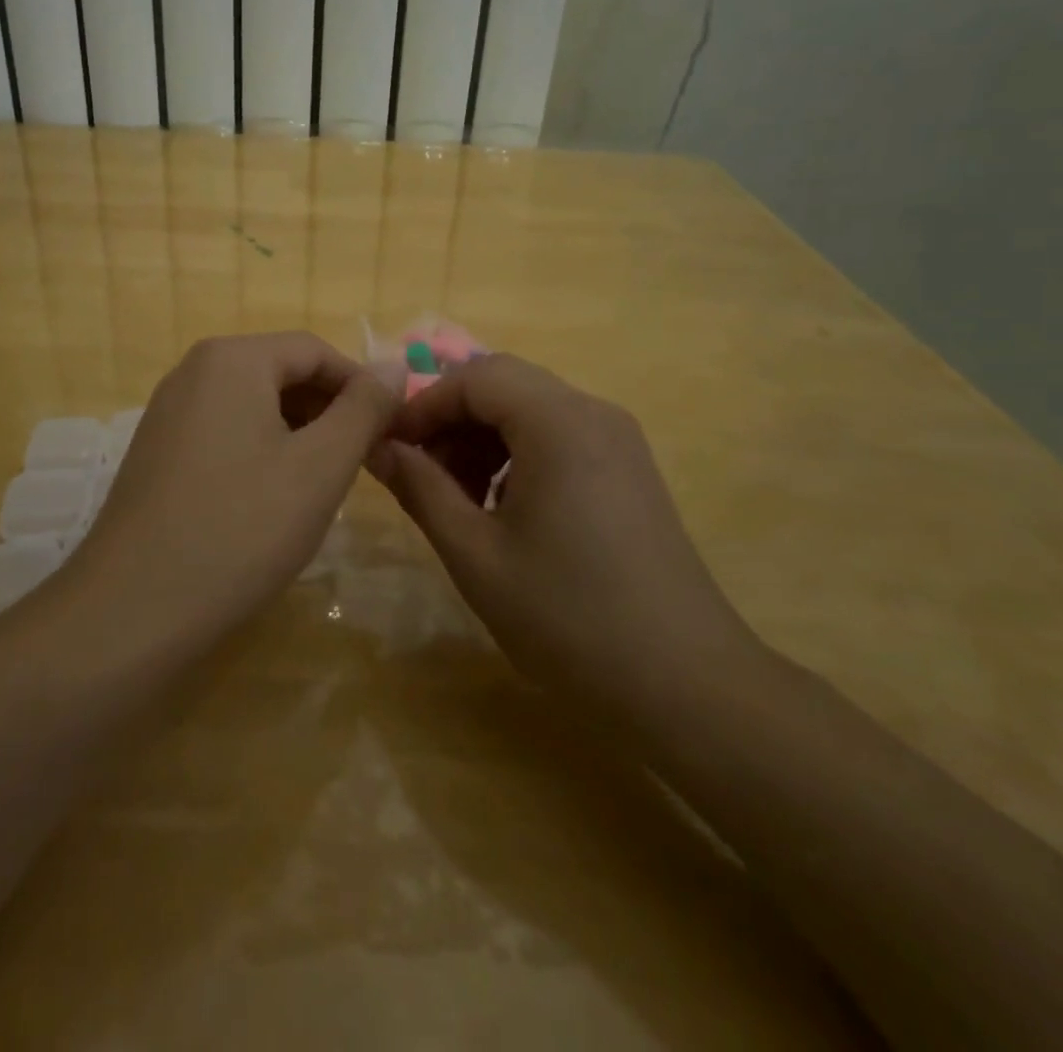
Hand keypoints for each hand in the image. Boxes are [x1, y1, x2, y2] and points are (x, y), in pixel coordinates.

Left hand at [72, 333, 400, 642]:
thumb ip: (364, 409)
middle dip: (329, 412)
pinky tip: (272, 501)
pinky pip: (225, 432)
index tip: (389, 434)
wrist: (134, 609)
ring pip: (254, 405)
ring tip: (322, 486)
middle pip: (281, 373)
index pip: (315, 350)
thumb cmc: (242, 528)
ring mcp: (168, 412)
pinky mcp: (157, 451)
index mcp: (232, 359)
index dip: (361, 387)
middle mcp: (193, 372)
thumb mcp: (321, 466)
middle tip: (361, 464)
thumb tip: (395, 366)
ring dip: (299, 434)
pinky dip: (261, 452)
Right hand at [369, 354, 764, 716]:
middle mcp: (593, 413)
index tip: (389, 450)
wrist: (685, 684)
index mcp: (558, 422)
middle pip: (504, 385)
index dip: (422, 406)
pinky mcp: (629, 469)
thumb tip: (377, 447)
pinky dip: (517, 455)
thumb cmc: (568, 617)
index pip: (474, 377)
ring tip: (457, 499)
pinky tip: (503, 510)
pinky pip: (559, 436)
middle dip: (451, 420)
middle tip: (420, 475)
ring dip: (482, 438)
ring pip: (531, 409)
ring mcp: (619, 440)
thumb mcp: (475, 554)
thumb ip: (420, 489)